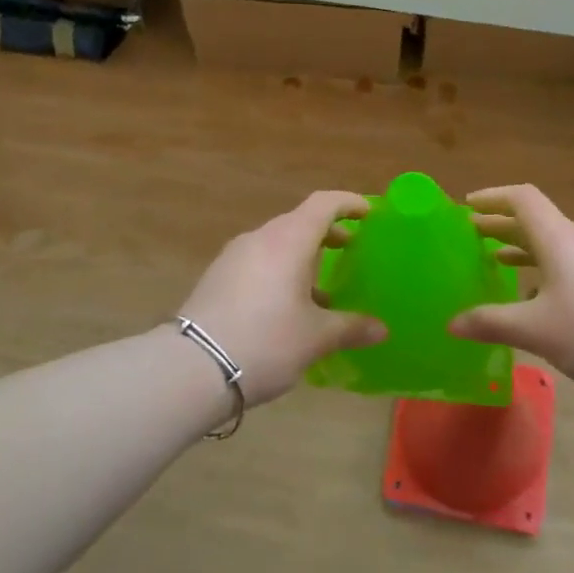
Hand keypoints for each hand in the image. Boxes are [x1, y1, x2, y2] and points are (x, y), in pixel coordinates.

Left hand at [178, 191, 386, 404]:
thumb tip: (382, 329)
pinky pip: (258, 262)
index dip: (348, 203)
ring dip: (302, 255)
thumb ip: (351, 327)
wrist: (191, 368)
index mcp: (288, 241)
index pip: (323, 204)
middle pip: (299, 222)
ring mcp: (233, 257)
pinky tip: (287, 306)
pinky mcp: (216, 278)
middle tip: (351, 250)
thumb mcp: (315, 337)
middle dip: (327, 233)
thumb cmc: (266, 341)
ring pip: (276, 243)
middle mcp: (260, 239)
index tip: (369, 214)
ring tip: (321, 287)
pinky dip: (280, 271)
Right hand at [447, 185, 573, 399]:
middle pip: (537, 221)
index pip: (523, 199)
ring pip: (556, 244)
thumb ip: (491, 322)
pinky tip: (540, 298)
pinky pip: (573, 262)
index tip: (467, 206)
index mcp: (560, 238)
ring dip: (524, 249)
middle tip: (471, 236)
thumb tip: (451, 324)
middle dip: (502, 226)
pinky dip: (547, 268)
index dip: (493, 197)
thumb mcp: (535, 330)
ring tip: (497, 263)